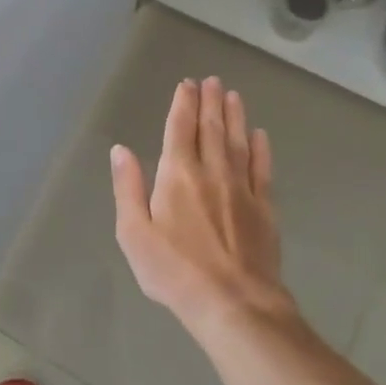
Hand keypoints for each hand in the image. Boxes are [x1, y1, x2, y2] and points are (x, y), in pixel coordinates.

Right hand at [109, 77, 293, 339]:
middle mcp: (212, 171)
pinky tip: (260, 135)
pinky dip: (261, 149)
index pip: (180, 129)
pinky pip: (262, 169)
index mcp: (177, 174)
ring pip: (238, 142)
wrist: (234, 303)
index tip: (187, 84)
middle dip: (210, 102)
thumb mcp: (134, 234)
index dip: (183, 104)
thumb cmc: (175, 271)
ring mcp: (242, 188)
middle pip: (211, 128)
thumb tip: (120, 150)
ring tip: (233, 95)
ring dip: (235, 116)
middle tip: (213, 81)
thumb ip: (128, 188)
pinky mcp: (264, 208)